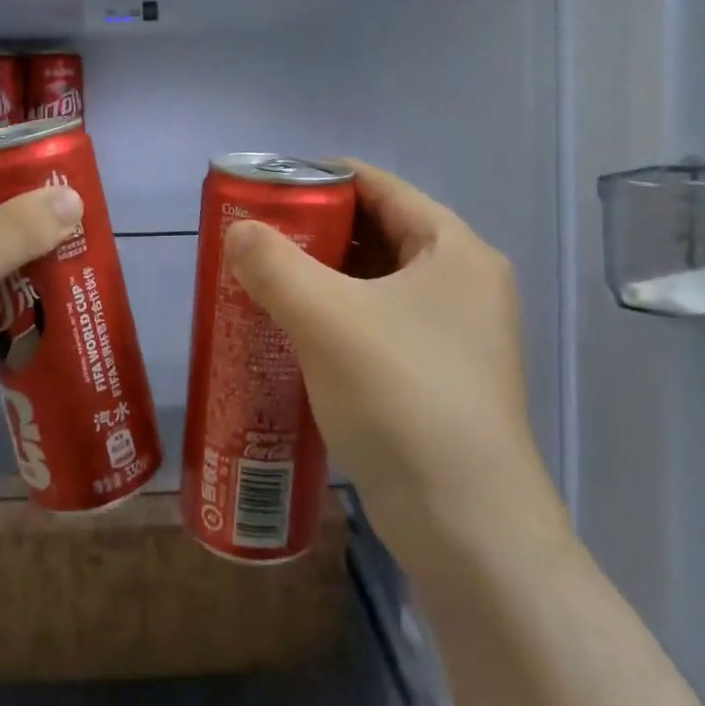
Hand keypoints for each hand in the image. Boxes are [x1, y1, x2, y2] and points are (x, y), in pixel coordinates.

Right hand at [222, 160, 569, 569]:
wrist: (467, 527)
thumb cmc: (402, 397)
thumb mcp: (326, 319)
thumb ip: (274, 264)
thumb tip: (237, 231)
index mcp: (454, 250)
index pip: (381, 186)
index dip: (322, 178)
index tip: (267, 187)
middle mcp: (464, 284)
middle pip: (378, 233)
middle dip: (315, 232)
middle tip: (255, 239)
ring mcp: (456, 336)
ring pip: (376, 285)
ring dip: (322, 280)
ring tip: (262, 282)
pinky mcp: (440, 379)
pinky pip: (379, 326)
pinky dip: (337, 320)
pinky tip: (292, 334)